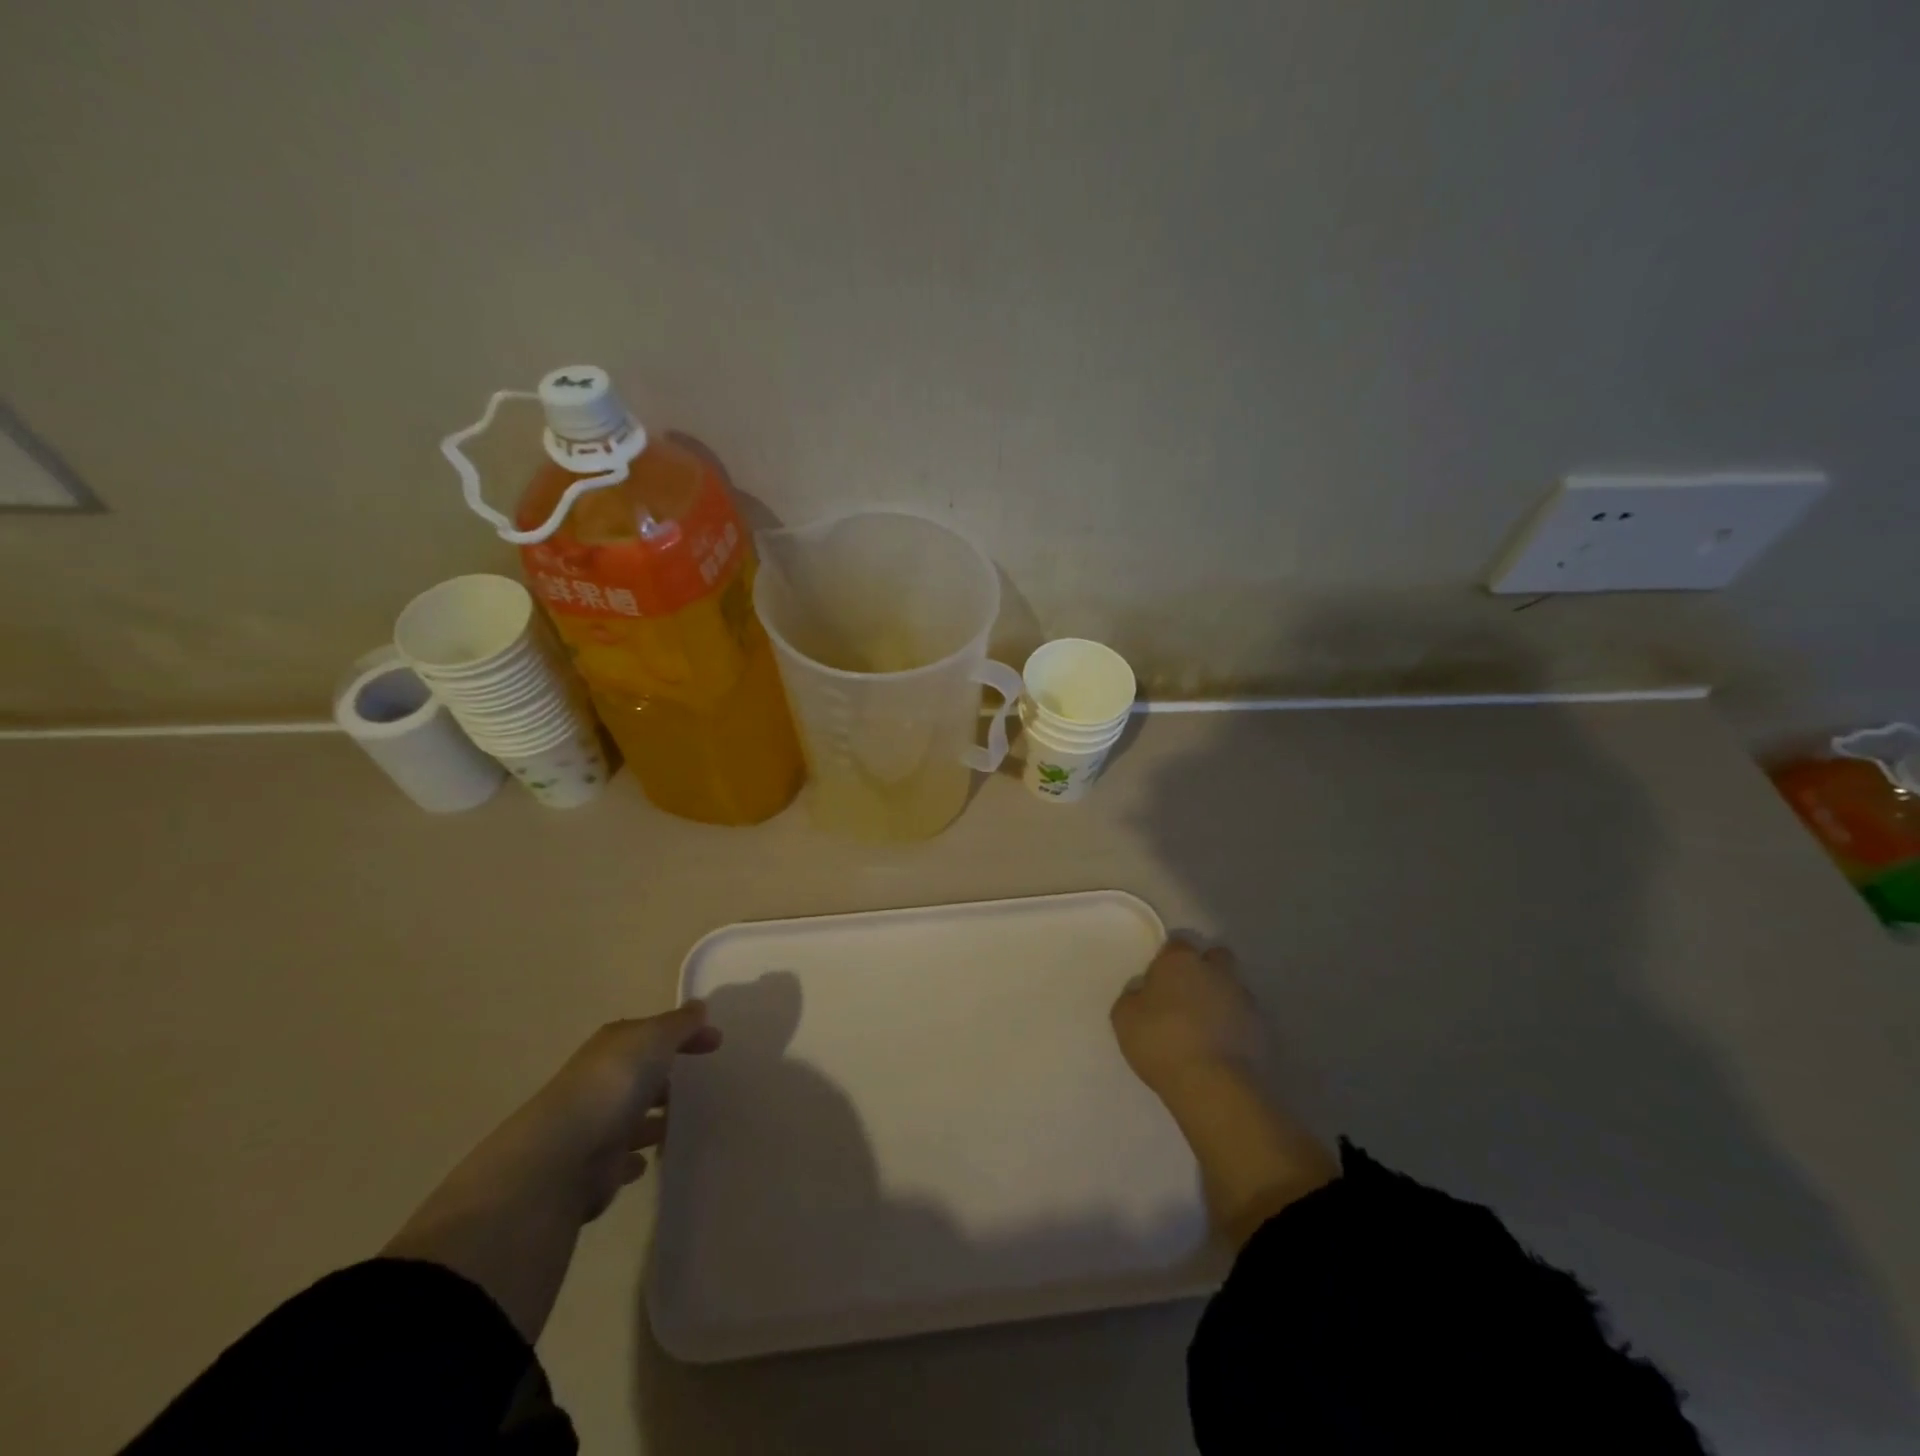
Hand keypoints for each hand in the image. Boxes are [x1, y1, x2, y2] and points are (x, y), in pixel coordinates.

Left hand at [527, 1005, 723, 1221]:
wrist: (563, 1158)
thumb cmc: (614, 1085)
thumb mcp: (654, 1039)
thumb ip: (679, 1024)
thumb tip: (699, 1006)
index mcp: (613, 1047)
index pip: (653, 1033)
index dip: (685, 1034)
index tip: (717, 1042)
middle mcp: (602, 1082)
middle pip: (641, 1074)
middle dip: (669, 1077)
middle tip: (706, 1082)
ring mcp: (598, 1125)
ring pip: (635, 1116)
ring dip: (657, 1118)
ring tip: (693, 1120)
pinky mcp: (597, 1167)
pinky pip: (625, 1158)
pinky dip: (639, 1155)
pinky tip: (657, 1156)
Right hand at [1111, 939, 1274, 1102]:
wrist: (1212, 1084)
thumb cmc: (1161, 1042)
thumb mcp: (1124, 1018)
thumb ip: (1133, 996)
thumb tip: (1143, 992)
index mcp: (1180, 961)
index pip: (1176, 944)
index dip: (1168, 960)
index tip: (1159, 980)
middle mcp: (1216, 971)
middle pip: (1215, 957)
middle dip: (1205, 969)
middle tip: (1187, 995)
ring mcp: (1243, 998)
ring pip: (1232, 987)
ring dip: (1221, 999)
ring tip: (1206, 1027)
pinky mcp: (1262, 1028)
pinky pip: (1244, 1018)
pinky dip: (1235, 1026)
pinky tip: (1221, 1047)